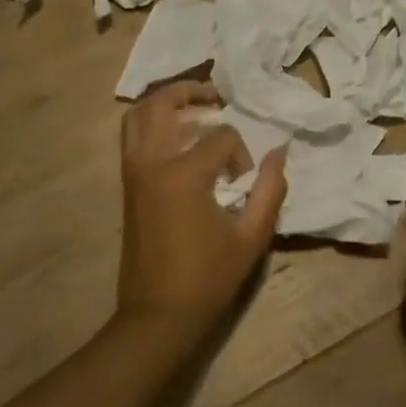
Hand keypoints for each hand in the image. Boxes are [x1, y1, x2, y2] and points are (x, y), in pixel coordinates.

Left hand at [116, 82, 287, 336]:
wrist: (158, 314)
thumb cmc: (208, 277)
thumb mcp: (252, 237)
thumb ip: (269, 190)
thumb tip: (279, 153)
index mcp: (183, 174)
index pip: (220, 136)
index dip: (240, 153)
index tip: (243, 182)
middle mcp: (151, 163)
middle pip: (161, 104)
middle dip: (190, 92)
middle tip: (215, 97)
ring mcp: (133, 173)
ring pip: (136, 116)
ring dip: (164, 104)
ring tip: (193, 109)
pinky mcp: (126, 186)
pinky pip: (131, 138)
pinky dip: (150, 125)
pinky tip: (176, 137)